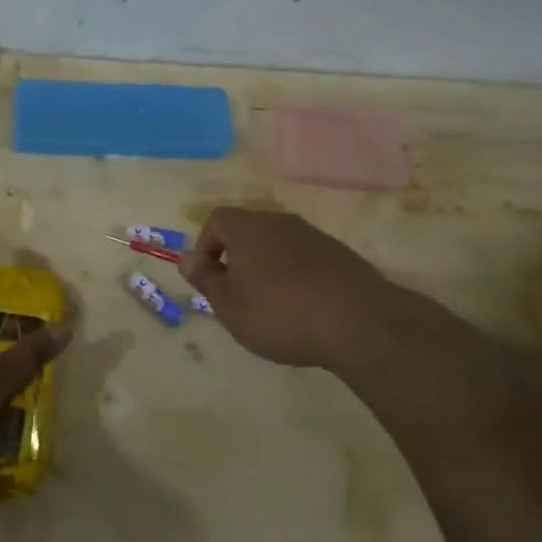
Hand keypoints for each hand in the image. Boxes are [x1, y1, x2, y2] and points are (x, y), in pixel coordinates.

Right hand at [179, 207, 419, 369]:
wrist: (358, 321)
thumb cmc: (279, 312)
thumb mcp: (229, 305)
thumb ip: (205, 279)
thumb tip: (184, 258)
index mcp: (248, 227)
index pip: (216, 220)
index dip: (205, 246)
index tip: (209, 279)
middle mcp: (279, 221)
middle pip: (248, 230)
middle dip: (237, 259)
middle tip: (237, 296)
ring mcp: (314, 236)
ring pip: (278, 245)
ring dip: (268, 268)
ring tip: (272, 307)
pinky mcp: (340, 255)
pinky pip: (306, 259)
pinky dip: (297, 277)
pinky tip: (304, 309)